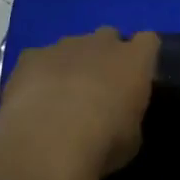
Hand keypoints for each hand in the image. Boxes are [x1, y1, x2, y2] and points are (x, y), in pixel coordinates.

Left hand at [0, 27, 159, 179]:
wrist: (47, 143)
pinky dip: (39, 73)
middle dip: (106, 55)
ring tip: (62, 96)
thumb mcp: (132, 139)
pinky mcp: (30, 56)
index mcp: (135, 61)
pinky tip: (34, 99)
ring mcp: (63, 46)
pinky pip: (39, 58)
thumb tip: (121, 116)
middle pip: (109, 36)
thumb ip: (129, 116)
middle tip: (100, 86)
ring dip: (72, 64)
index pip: (148, 41)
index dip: (142, 56)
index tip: (137, 76)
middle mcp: (101, 43)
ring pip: (73, 46)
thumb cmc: (103, 143)